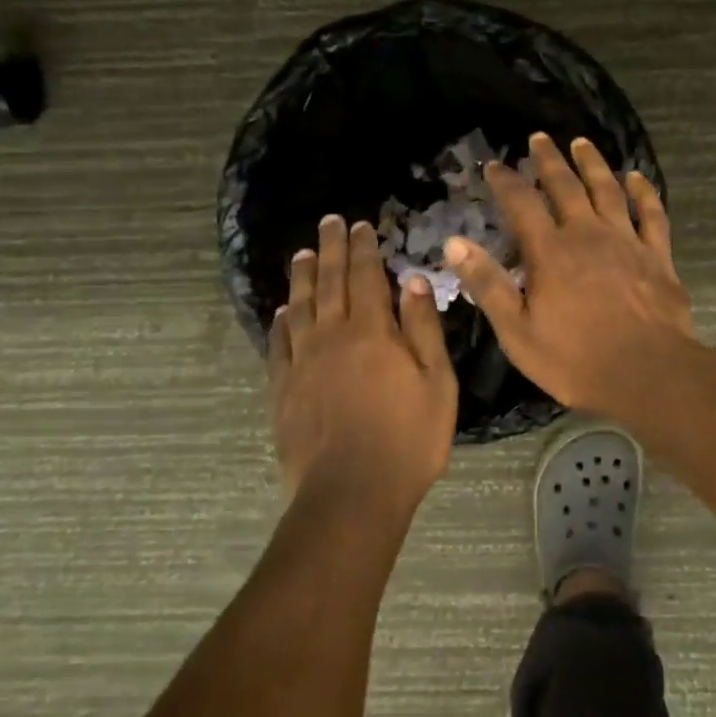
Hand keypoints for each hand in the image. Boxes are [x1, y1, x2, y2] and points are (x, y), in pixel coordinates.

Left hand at [269, 216, 458, 507]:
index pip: (366, 277)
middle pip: (330, 283)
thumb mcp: (436, 383)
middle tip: (328, 222)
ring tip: (302, 255)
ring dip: (303, 277)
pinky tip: (283, 312)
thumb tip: (412, 281)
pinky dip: (281, 322)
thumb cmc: (408, 439)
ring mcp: (303, 363)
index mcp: (372, 332)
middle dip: (331, 249)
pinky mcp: (283, 389)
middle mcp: (332, 336)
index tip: (360, 225)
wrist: (351, 494)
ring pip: (300, 307)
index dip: (363, 249)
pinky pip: (279, 344)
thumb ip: (422, 329)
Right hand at [445, 134, 694, 415]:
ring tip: (582, 143)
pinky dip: (643, 192)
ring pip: (607, 190)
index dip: (506, 181)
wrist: (647, 373)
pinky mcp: (657, 255)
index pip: (522, 204)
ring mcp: (626, 241)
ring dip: (593, 164)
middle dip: (549, 160)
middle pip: (565, 186)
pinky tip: (636, 177)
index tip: (494, 165)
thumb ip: (487, 284)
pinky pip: (651, 213)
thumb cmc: (575, 359)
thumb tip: (454, 243)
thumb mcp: (517, 330)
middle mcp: (587, 234)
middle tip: (539, 138)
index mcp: (550, 252)